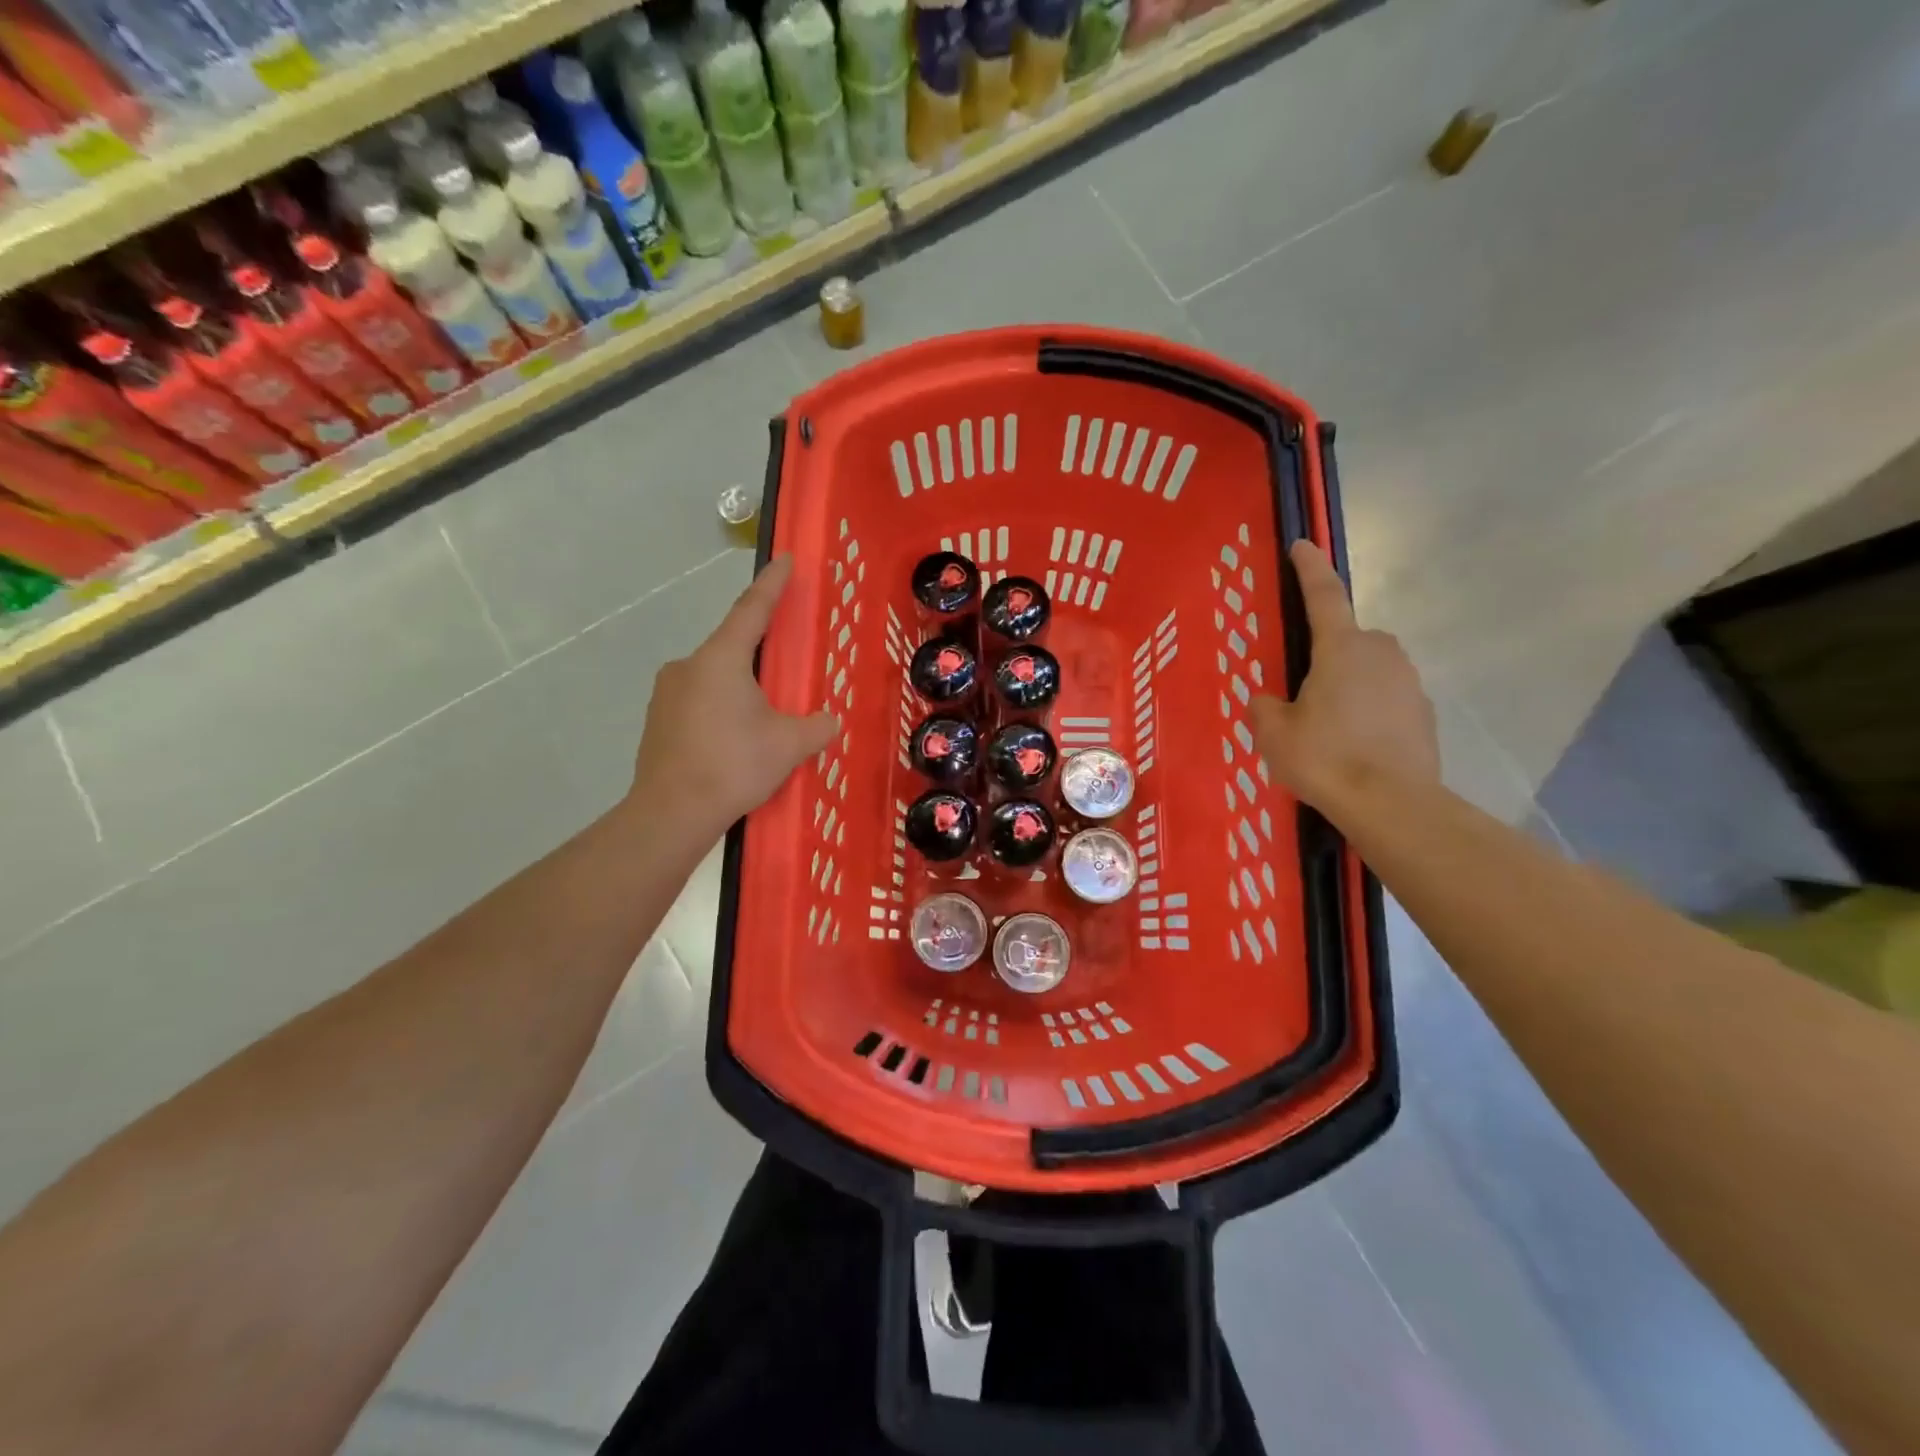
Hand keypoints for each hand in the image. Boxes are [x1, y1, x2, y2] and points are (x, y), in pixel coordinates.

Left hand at [630, 555, 838, 838]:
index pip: (752, 611)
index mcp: (721, 660)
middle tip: (785, 669)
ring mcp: (666, 694)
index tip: (784, 560)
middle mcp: (688, 666)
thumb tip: (829, 721)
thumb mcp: (789, 745)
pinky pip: (698, 703)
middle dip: (760, 655)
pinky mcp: (657, 721)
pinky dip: (720, 711)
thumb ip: (816, 726)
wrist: (671, 813)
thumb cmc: (734, 766)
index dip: (772, 585)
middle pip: (732, 648)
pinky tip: (734, 741)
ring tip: (762, 721)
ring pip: (714, 679)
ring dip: (740, 689)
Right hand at [1252, 541, 1439, 813]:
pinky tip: (1352, 745)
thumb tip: (1267, 701)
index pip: (1323, 596)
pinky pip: (1387, 699)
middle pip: (1348, 639)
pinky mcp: (1423, 713)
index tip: (1302, 545)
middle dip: (1328, 653)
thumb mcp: (1274, 734)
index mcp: (1341, 648)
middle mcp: (1381, 654)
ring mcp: (1409, 683)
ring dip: (1349, 684)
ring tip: (1326, 726)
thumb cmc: (1326, 758)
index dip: (1309, 568)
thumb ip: (1265, 708)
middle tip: (1302, 689)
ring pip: (1370, 670)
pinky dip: (1369, 711)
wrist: (1394, 805)